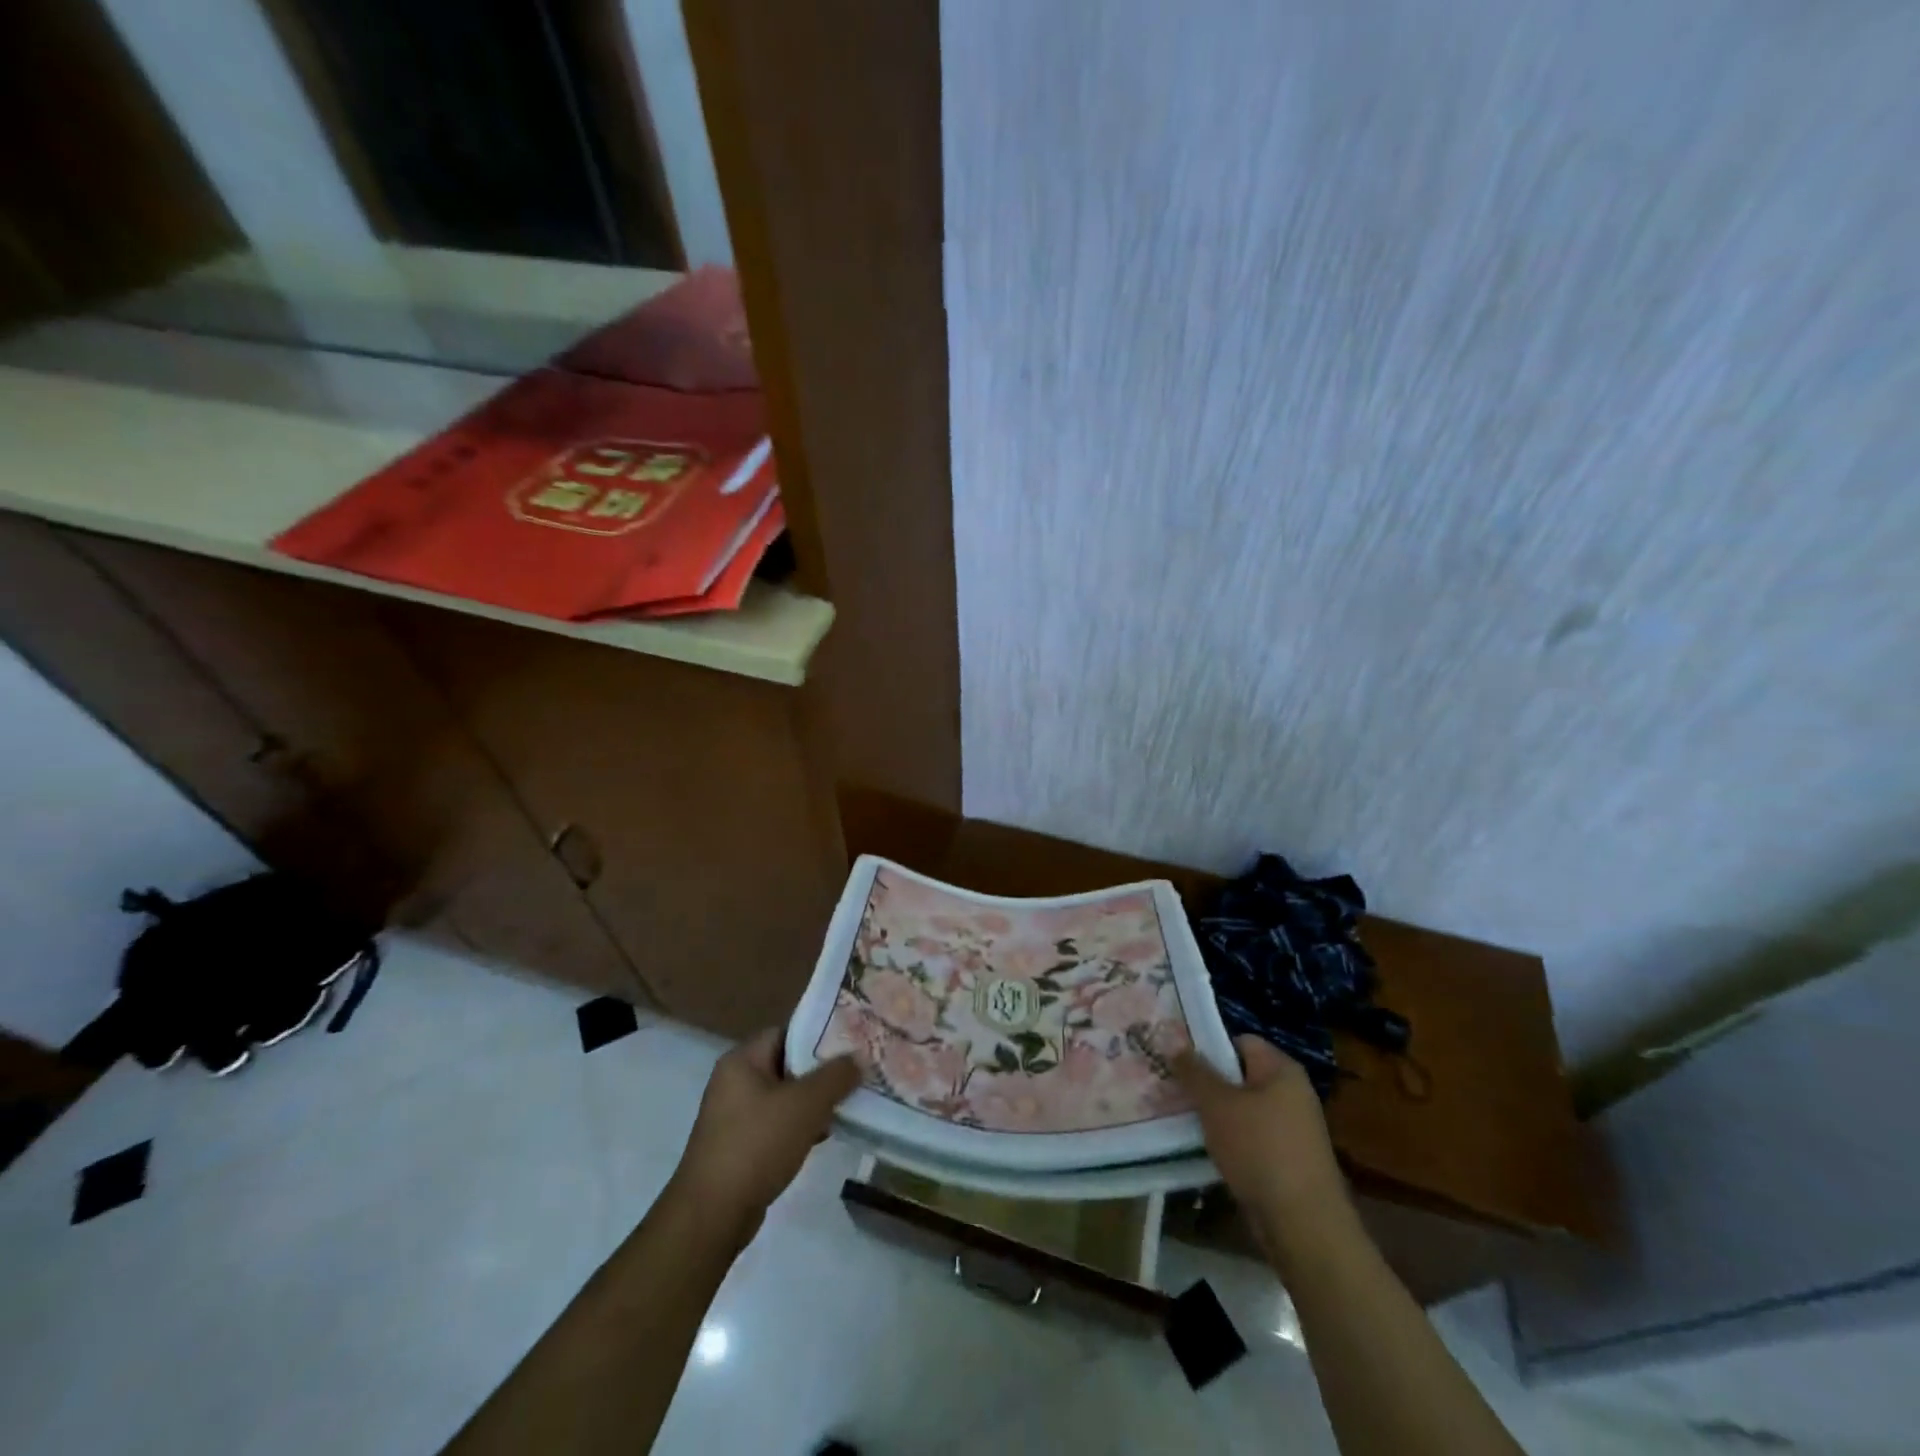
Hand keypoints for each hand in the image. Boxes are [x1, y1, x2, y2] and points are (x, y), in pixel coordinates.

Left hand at [668, 1028, 859, 1242]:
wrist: (712, 1215)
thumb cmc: (757, 1145)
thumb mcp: (805, 1104)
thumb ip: (836, 1076)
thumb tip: (858, 1058)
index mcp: (742, 1060)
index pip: (787, 1032)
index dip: (819, 1035)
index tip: (851, 1043)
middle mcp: (734, 1081)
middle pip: (787, 1064)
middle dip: (821, 1071)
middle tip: (856, 1073)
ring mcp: (734, 1116)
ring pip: (784, 1097)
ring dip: (813, 1102)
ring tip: (847, 1104)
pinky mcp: (738, 1147)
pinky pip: (776, 1124)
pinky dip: (799, 1126)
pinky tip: (824, 1135)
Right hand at [1175, 1034, 1348, 1228]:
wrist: (1303, 1225)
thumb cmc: (1260, 1149)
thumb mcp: (1217, 1103)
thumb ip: (1194, 1071)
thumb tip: (1173, 1040)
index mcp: (1282, 1070)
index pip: (1239, 1041)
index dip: (1207, 1046)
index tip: (1176, 1059)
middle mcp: (1291, 1094)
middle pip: (1239, 1076)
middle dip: (1205, 1083)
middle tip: (1170, 1087)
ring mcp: (1291, 1130)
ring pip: (1241, 1110)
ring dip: (1213, 1115)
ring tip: (1179, 1117)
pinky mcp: (1286, 1161)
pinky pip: (1249, 1138)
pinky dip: (1228, 1141)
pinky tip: (1203, 1148)